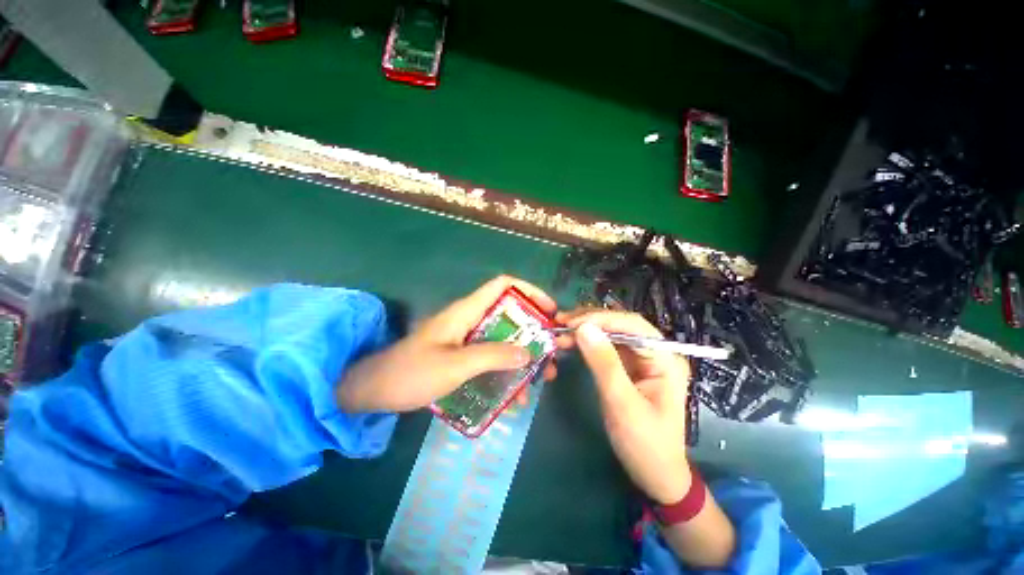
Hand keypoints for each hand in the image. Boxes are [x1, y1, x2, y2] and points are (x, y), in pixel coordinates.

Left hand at [337, 276, 557, 412]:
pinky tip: (515, 395)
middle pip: (510, 315)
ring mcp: (467, 339)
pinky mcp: (463, 356)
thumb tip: (528, 353)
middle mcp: (471, 320)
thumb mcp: (455, 365)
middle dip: (534, 332)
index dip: (529, 290)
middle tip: (552, 354)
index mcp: (467, 311)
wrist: (374, 390)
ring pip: (504, 339)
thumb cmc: (411, 372)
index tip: (549, 310)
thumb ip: (492, 356)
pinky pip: (492, 358)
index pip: (503, 285)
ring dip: (524, 357)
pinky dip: (507, 371)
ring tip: (541, 379)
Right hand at [556, 309, 691, 504]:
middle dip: (590, 322)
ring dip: (586, 331)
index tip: (570, 323)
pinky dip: (587, 343)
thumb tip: (584, 328)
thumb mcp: (622, 404)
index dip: (600, 319)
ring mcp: (642, 359)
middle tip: (560, 324)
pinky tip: (571, 343)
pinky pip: (606, 347)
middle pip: (621, 325)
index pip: (632, 325)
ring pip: (611, 334)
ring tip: (560, 331)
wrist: (655, 475)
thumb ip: (604, 364)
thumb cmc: (645, 444)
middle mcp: (656, 353)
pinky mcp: (629, 367)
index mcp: (666, 359)